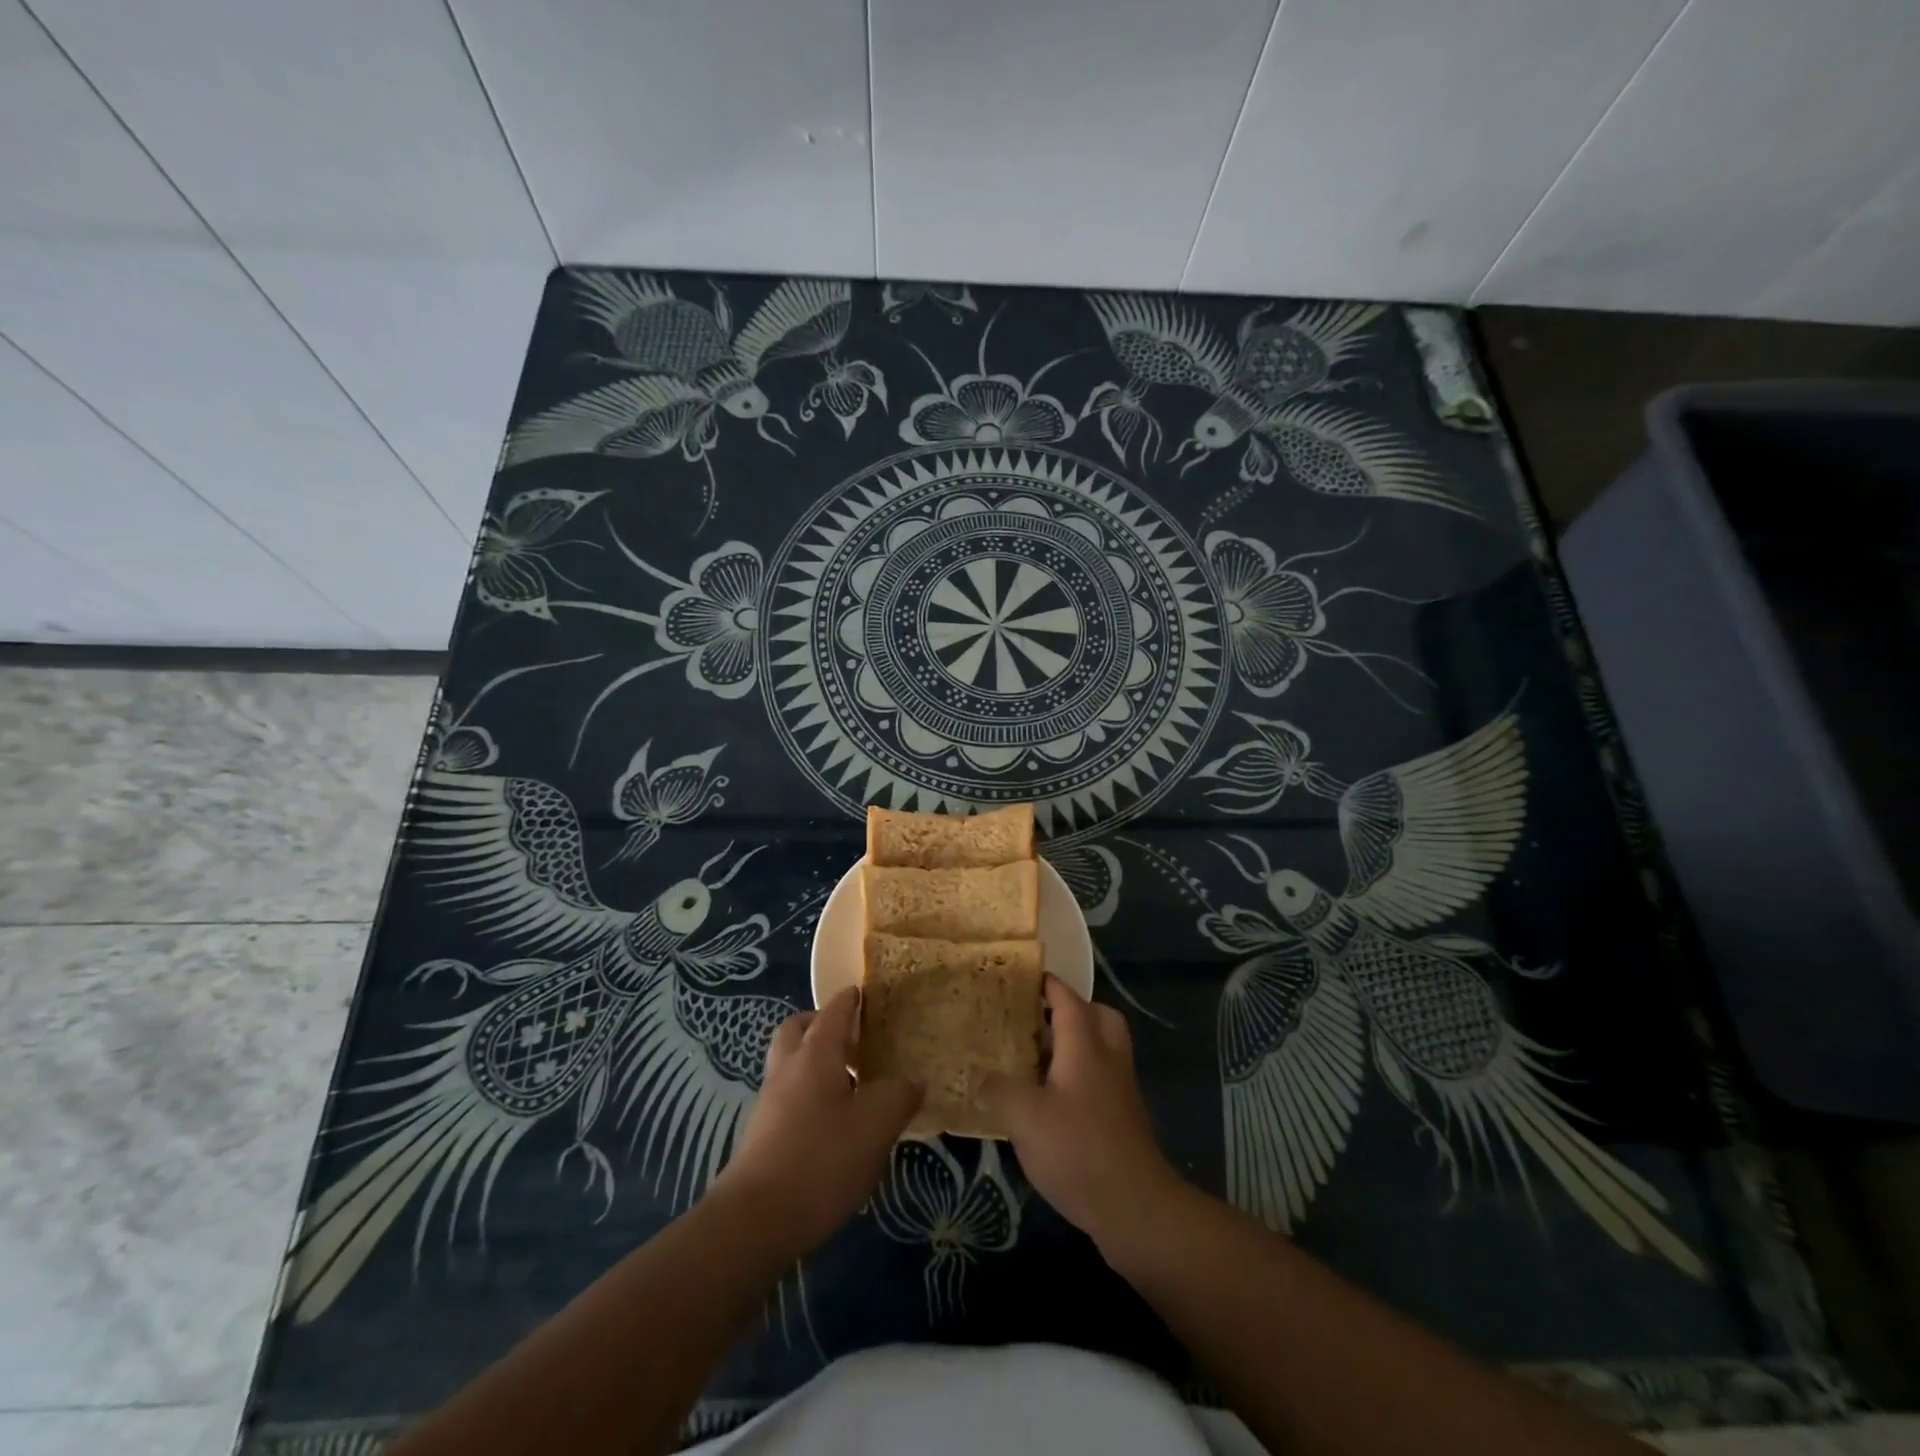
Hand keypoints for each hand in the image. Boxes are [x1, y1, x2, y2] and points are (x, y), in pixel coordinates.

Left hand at [714, 987, 922, 1255]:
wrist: (755, 1221)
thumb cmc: (821, 1159)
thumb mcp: (876, 1125)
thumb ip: (899, 1095)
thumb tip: (912, 1080)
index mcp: (815, 1054)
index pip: (833, 1012)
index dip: (848, 1000)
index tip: (862, 993)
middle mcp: (787, 1069)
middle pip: (797, 1030)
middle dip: (820, 1024)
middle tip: (851, 1037)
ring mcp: (770, 1103)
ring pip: (790, 1064)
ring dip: (814, 1063)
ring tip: (850, 1084)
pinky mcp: (762, 1136)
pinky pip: (788, 1097)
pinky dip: (808, 1096)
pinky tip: (833, 1125)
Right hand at [982, 977, 1185, 1261]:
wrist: (1135, 1207)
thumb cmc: (1078, 1149)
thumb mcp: (1024, 1118)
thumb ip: (997, 1090)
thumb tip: (976, 1076)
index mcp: (1086, 1046)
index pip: (1068, 999)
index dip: (1048, 985)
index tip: (1024, 977)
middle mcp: (1108, 1058)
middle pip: (1098, 1017)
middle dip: (1071, 1011)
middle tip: (1037, 1019)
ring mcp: (1121, 1090)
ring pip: (1102, 1049)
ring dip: (1075, 1045)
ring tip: (1037, 1058)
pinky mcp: (1123, 1119)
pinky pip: (1102, 1079)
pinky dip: (1080, 1076)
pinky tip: (1051, 1101)